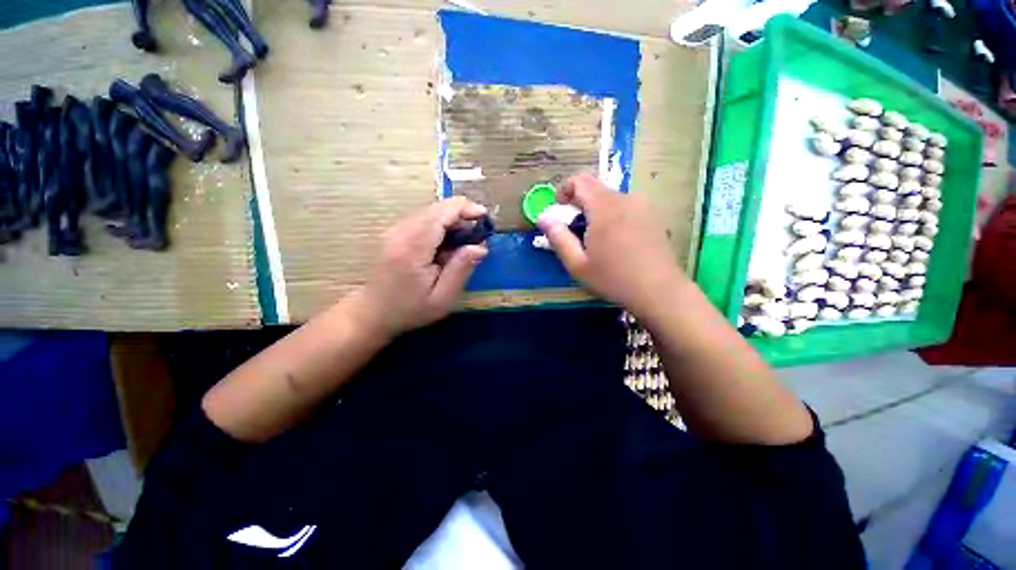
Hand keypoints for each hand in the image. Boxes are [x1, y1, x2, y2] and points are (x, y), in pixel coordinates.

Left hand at [356, 197, 488, 338]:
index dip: (466, 209)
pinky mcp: (395, 232)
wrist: (373, 312)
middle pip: (437, 208)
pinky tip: (449, 242)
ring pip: (431, 211)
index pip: (442, 213)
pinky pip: (423, 218)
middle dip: (462, 214)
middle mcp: (401, 231)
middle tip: (480, 234)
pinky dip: (441, 224)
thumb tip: (481, 246)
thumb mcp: (442, 298)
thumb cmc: (410, 309)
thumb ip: (461, 269)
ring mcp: (395, 229)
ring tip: (468, 239)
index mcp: (413, 247)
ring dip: (453, 219)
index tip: (485, 218)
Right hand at [538, 174, 683, 317]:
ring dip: (596, 211)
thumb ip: (558, 238)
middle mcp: (625, 199)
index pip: (581, 181)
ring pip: (611, 198)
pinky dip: (613, 215)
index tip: (559, 209)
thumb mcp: (577, 264)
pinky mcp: (653, 216)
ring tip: (596, 239)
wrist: (660, 291)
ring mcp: (643, 206)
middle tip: (575, 230)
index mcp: (604, 208)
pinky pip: (626, 207)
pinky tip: (616, 242)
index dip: (565, 189)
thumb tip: (543, 217)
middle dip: (579, 203)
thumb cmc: (613, 279)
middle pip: (596, 189)